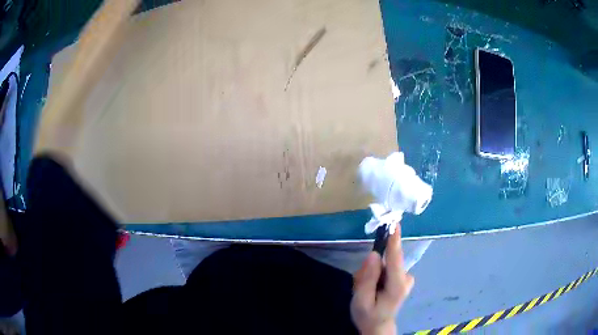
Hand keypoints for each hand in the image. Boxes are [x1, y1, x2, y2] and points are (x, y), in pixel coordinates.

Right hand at [351, 225, 413, 334]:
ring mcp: (406, 277)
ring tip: (365, 290)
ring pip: (384, 265)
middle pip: (387, 261)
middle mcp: (406, 278)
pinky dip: (376, 274)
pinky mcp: (402, 277)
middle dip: (370, 269)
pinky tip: (372, 287)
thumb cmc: (368, 315)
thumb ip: (367, 278)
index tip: (394, 223)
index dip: (394, 240)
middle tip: (359, 286)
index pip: (396, 258)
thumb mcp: (361, 300)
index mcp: (397, 285)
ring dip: (371, 273)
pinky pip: (386, 268)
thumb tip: (373, 254)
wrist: (378, 325)